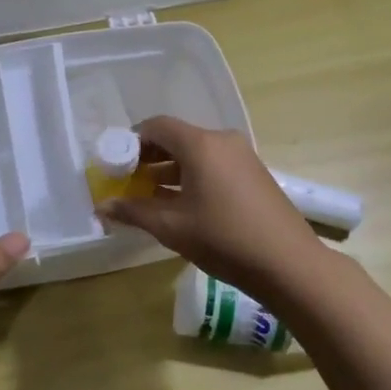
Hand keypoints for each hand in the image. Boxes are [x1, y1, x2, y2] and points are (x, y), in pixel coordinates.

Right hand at [97, 116, 323, 301]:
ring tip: (150, 195)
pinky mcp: (254, 173)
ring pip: (196, 153)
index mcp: (201, 144)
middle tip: (129, 181)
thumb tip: (102, 207)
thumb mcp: (171, 227)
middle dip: (149, 157)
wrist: (288, 263)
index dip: (132, 141)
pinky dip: (193, 176)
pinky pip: (214, 165)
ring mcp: (242, 156)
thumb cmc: (224, 239)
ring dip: (170, 169)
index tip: (116, 164)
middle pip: (177, 137)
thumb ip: (134, 211)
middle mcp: (222, 141)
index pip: (157, 126)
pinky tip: (182, 204)